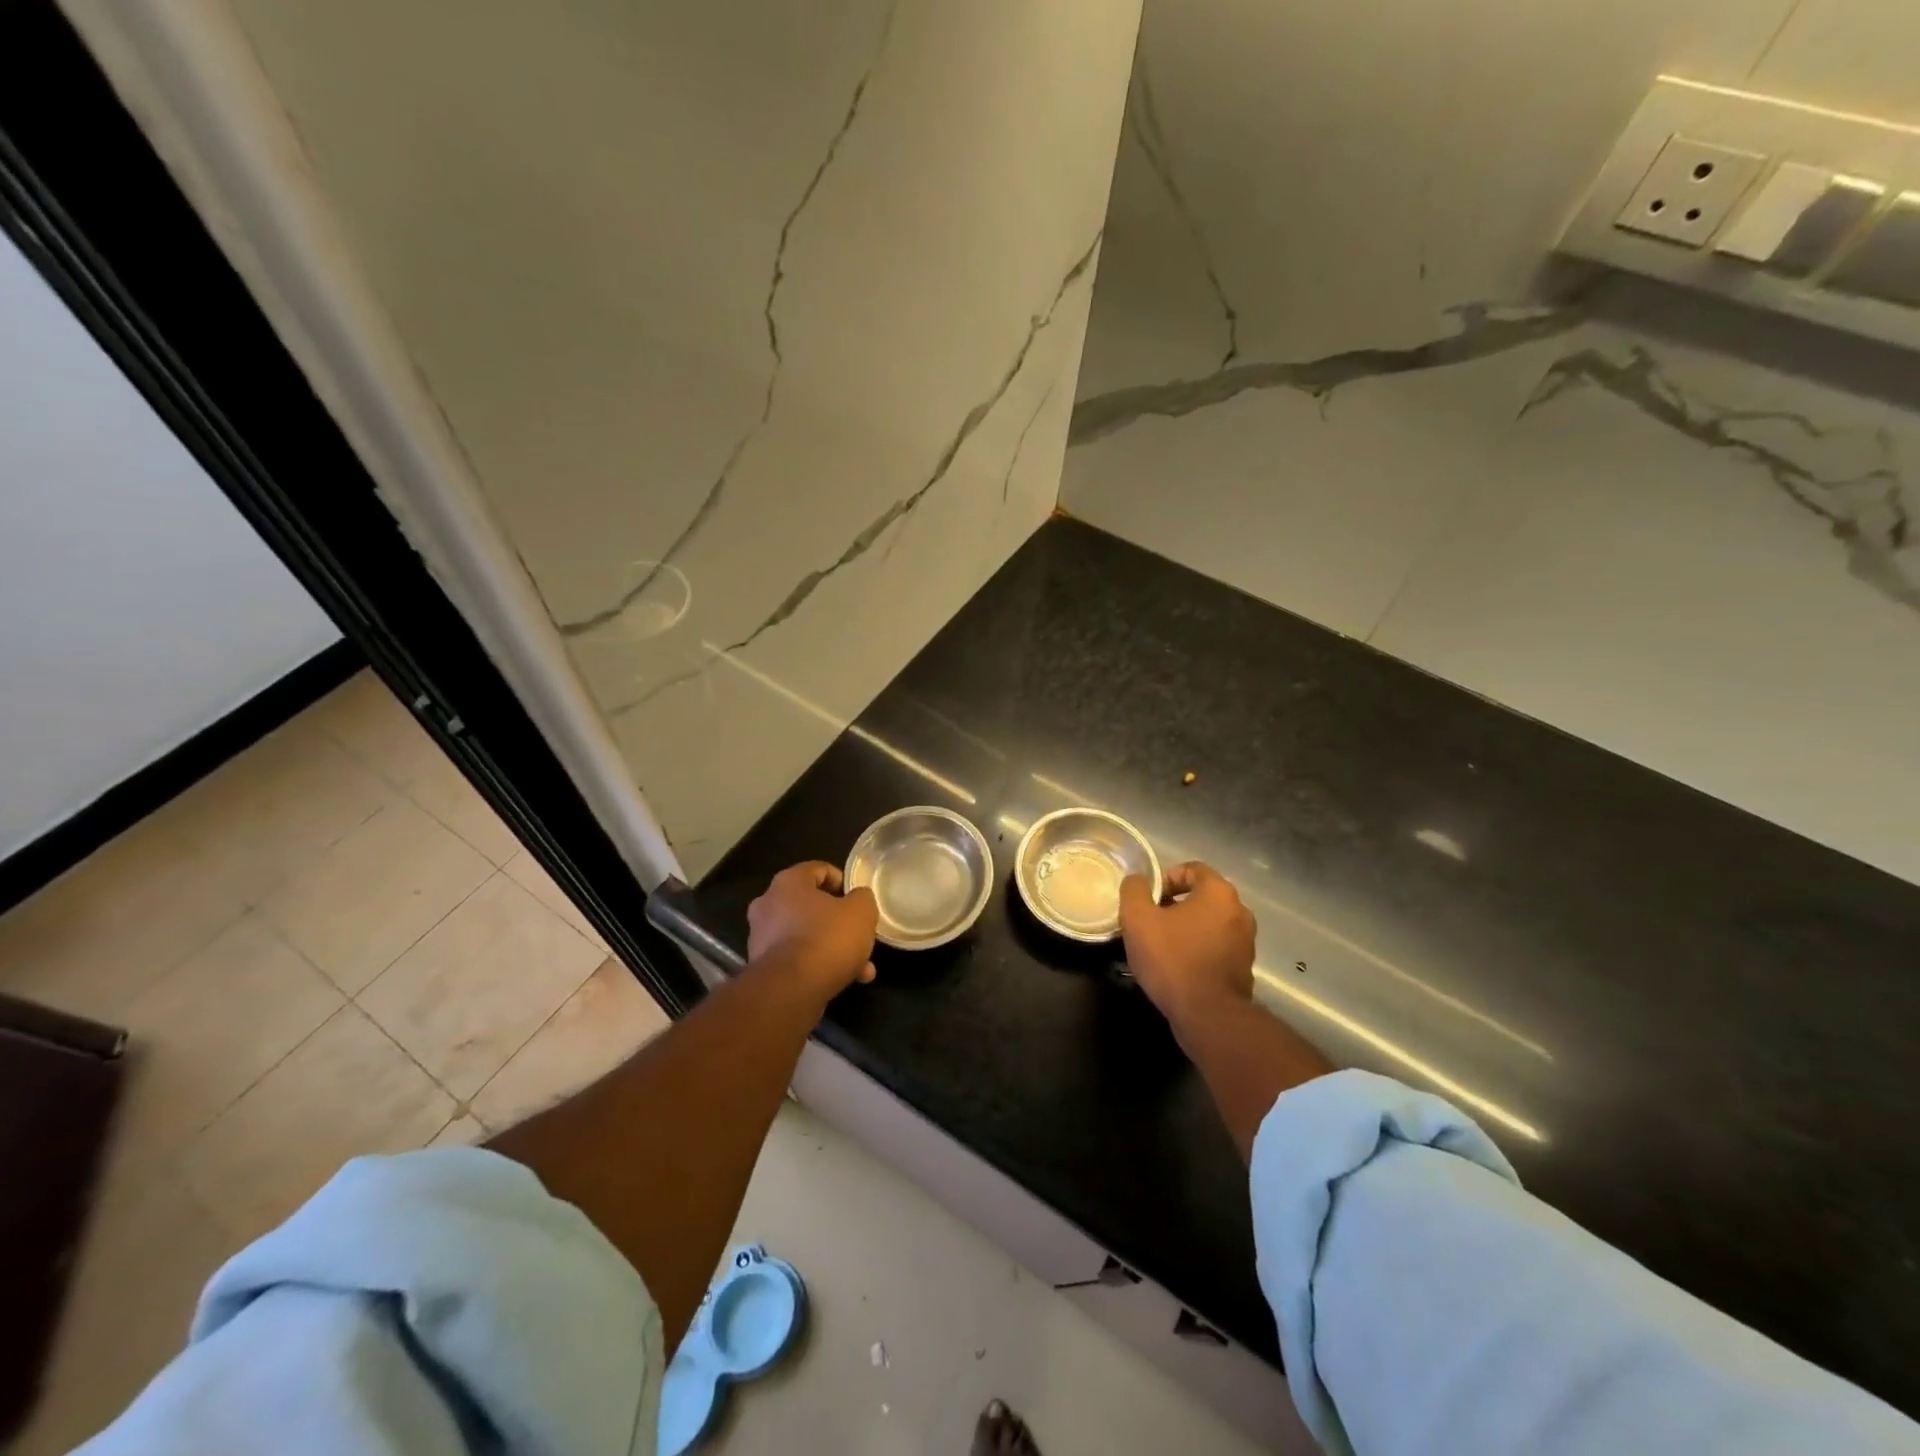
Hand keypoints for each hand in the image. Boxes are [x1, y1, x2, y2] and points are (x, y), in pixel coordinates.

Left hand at [746, 861, 877, 1002]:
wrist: (791, 990)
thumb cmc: (827, 938)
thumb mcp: (861, 911)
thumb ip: (862, 898)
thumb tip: (857, 899)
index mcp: (788, 882)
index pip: (818, 869)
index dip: (842, 880)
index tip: (857, 898)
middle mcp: (768, 904)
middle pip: (812, 905)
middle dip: (840, 922)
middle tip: (860, 935)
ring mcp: (761, 937)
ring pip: (807, 935)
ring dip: (833, 947)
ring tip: (861, 968)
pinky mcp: (763, 967)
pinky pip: (797, 958)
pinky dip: (818, 965)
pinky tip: (844, 981)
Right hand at [1119, 861, 1255, 1026]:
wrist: (1208, 1016)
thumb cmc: (1172, 959)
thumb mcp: (1138, 919)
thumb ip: (1134, 890)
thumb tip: (1137, 881)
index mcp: (1219, 893)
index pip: (1192, 869)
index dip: (1165, 879)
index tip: (1147, 900)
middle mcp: (1240, 912)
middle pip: (1201, 897)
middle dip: (1173, 906)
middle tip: (1149, 923)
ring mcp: (1246, 942)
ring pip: (1208, 924)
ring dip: (1185, 929)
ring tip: (1159, 947)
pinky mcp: (1244, 969)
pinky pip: (1215, 948)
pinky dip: (1197, 951)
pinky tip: (1176, 968)